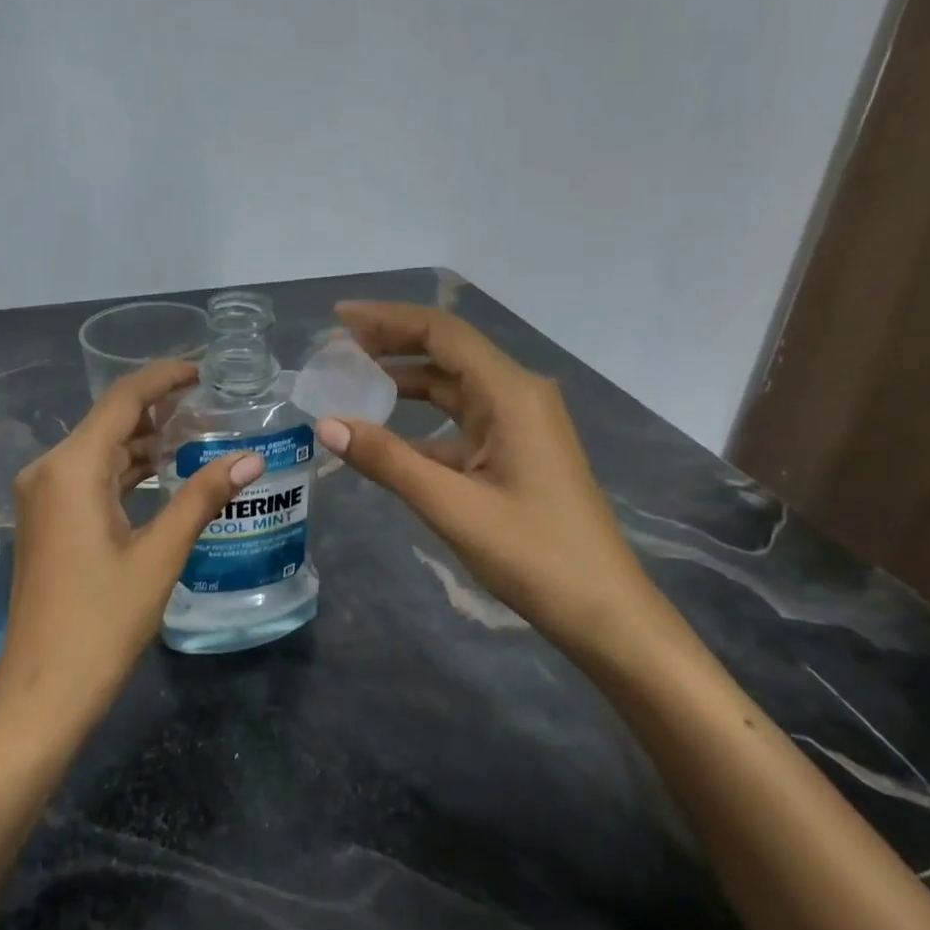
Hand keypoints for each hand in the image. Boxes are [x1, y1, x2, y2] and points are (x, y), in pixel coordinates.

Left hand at [0, 360, 261, 728]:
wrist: (42, 691)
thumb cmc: (102, 622)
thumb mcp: (159, 555)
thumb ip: (202, 498)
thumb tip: (251, 459)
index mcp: (71, 468)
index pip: (123, 401)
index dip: (164, 378)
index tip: (204, 369)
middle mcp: (49, 470)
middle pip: (110, 422)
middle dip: (159, 410)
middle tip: (213, 406)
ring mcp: (43, 497)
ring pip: (100, 451)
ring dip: (144, 442)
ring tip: (198, 434)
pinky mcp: (48, 521)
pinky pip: (91, 478)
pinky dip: (126, 471)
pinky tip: (163, 473)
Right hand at [315, 301, 684, 663]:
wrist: (603, 611)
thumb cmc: (534, 554)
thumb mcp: (451, 505)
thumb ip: (387, 460)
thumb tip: (326, 424)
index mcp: (510, 394)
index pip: (441, 333)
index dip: (387, 319)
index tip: (338, 318)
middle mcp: (518, 395)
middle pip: (447, 351)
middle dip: (393, 342)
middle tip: (338, 346)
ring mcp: (521, 424)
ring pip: (454, 386)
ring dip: (406, 379)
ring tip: (354, 380)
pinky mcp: (518, 451)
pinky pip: (462, 421)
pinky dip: (423, 420)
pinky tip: (388, 437)